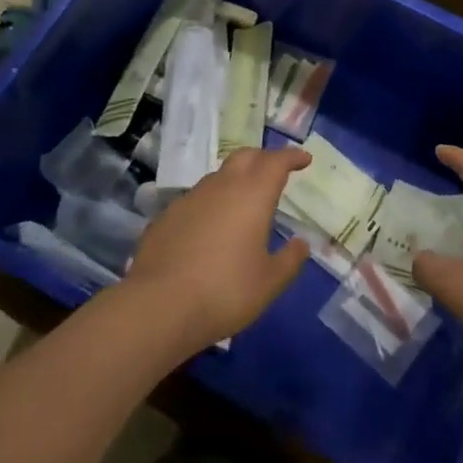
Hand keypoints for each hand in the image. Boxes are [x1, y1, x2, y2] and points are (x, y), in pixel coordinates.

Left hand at [125, 145, 311, 352]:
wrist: (159, 305)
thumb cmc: (225, 291)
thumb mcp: (269, 283)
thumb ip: (290, 260)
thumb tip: (301, 244)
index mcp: (252, 194)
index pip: (276, 161)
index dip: (292, 157)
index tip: (304, 159)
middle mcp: (222, 186)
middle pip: (246, 157)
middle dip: (264, 158)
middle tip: (275, 171)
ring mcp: (190, 198)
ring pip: (219, 176)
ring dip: (235, 180)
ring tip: (243, 203)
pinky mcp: (167, 215)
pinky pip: (196, 199)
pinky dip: (211, 204)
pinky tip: (210, 228)